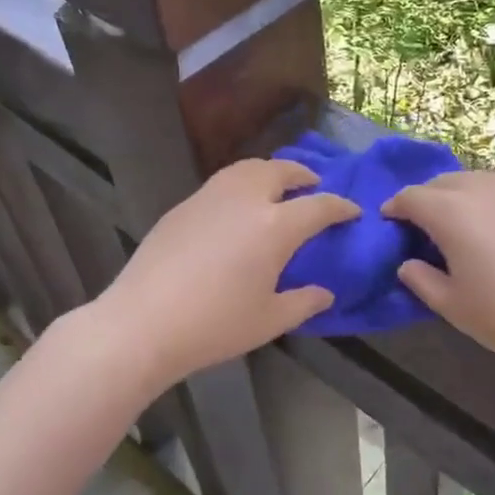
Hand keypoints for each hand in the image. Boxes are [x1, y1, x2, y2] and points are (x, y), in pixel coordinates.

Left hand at [95, 158, 359, 386]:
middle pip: (281, 171)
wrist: (143, 322)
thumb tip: (325, 293)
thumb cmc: (215, 326)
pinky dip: (241, 183)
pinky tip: (236, 207)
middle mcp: (246, 199)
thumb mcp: (269, 321)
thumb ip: (304, 302)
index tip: (352, 211)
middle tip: (313, 186)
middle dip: (304, 175)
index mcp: (275, 226)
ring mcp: (210, 197)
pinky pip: (222, 182)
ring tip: (276, 186)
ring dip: (270, 171)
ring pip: (247, 168)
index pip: (319, 206)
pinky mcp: (183, 206)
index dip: (340, 207)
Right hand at [382, 171, 494, 379]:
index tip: (389, 221)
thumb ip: (421, 280)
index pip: (411, 197)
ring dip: (459, 195)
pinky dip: (492, 202)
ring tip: (462, 223)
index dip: (395, 207)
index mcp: (450, 212)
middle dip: (426, 198)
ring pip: (477, 180)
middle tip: (423, 226)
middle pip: (442, 182)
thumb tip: (407, 264)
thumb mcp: (452, 306)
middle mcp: (482, 189)